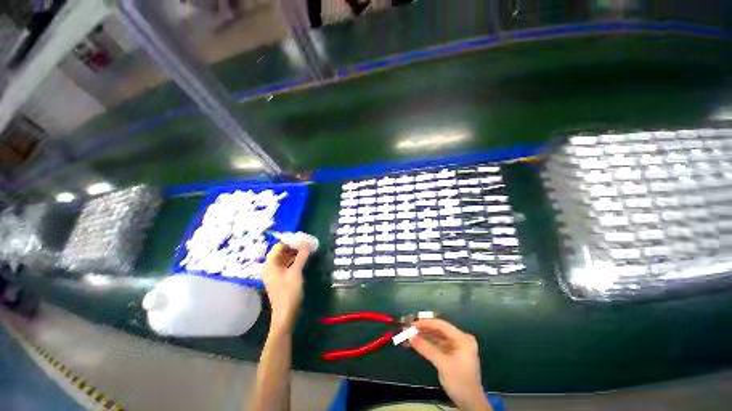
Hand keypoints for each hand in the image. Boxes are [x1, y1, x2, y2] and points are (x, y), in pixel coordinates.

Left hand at [262, 243, 309, 331]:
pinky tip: (303, 258)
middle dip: (293, 247)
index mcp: (270, 265)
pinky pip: (286, 265)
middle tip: (305, 243)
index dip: (289, 241)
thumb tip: (307, 245)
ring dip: (294, 253)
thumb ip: (301, 257)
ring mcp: (275, 273)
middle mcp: (270, 268)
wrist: (286, 313)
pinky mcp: (280, 278)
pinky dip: (294, 260)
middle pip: (281, 252)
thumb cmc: (289, 292)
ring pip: (284, 258)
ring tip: (306, 249)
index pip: (278, 247)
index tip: (301, 238)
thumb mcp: (296, 272)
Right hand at [409, 319, 490, 410]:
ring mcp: (455, 347)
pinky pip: (436, 345)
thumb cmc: (460, 382)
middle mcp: (459, 339)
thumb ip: (426, 348)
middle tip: (407, 329)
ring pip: (435, 337)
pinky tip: (414, 344)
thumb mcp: (442, 364)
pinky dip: (426, 344)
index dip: (426, 323)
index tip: (412, 324)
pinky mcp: (450, 354)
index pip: (441, 325)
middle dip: (422, 330)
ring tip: (407, 336)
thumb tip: (410, 337)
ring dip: (422, 337)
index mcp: (462, 338)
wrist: (470, 404)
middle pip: (438, 330)